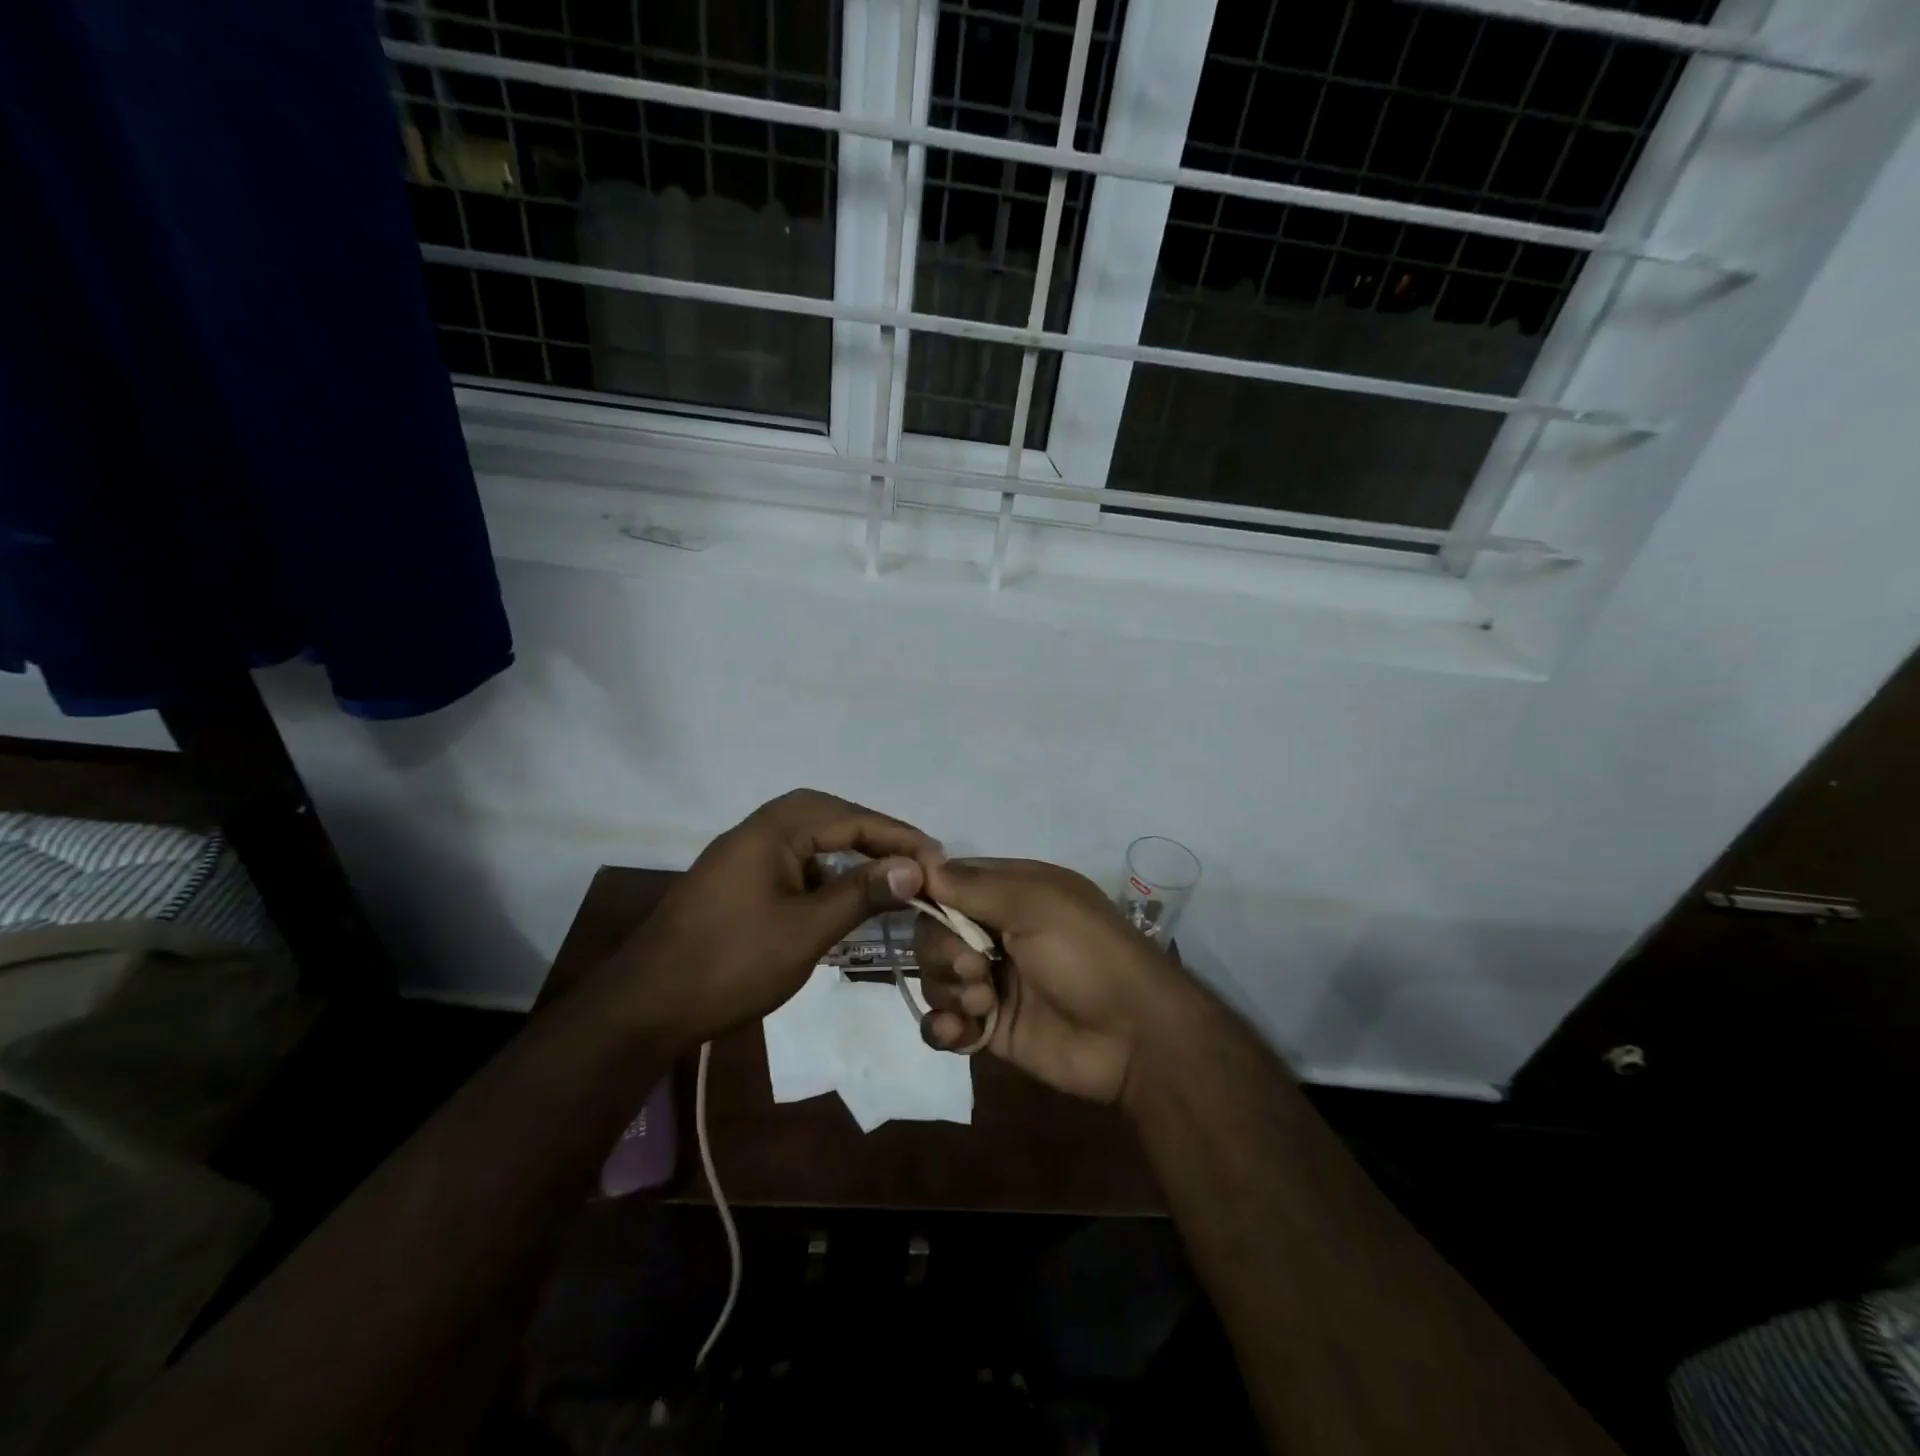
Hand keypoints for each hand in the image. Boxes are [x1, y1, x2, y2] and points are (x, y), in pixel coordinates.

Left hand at [608, 790, 936, 1044]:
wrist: (646, 1007)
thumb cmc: (731, 964)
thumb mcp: (805, 931)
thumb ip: (860, 894)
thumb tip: (913, 866)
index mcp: (771, 830)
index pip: (849, 818)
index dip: (897, 837)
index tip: (937, 858)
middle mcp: (756, 830)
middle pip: (828, 815)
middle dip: (874, 834)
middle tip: (912, 858)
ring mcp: (743, 856)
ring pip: (809, 839)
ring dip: (849, 851)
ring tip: (887, 874)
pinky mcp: (737, 882)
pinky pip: (793, 861)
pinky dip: (824, 872)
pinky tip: (842, 897)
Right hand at [912, 858, 1192, 1104]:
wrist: (1134, 1036)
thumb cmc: (1087, 954)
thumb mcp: (1036, 904)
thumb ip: (974, 887)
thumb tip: (920, 866)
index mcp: (1010, 894)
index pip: (948, 884)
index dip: (928, 894)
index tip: (916, 906)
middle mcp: (995, 934)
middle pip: (934, 934)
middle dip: (942, 952)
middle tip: (976, 968)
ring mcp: (992, 982)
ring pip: (936, 979)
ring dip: (949, 991)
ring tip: (984, 1004)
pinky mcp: (990, 1028)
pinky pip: (943, 1024)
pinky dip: (943, 1028)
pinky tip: (962, 1033)